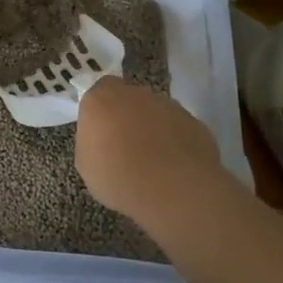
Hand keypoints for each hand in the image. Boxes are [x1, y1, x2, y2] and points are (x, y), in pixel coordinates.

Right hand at [76, 77, 224, 231]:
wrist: (173, 190)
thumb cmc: (118, 177)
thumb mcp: (86, 164)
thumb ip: (91, 142)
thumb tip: (101, 140)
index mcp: (102, 98)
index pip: (98, 91)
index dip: (101, 111)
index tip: (101, 132)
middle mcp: (135, 93)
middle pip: (128, 99)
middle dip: (127, 117)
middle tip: (126, 147)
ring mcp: (168, 105)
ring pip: (155, 112)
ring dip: (152, 129)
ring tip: (153, 161)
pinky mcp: (195, 122)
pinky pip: (179, 128)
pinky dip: (175, 142)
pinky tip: (174, 167)